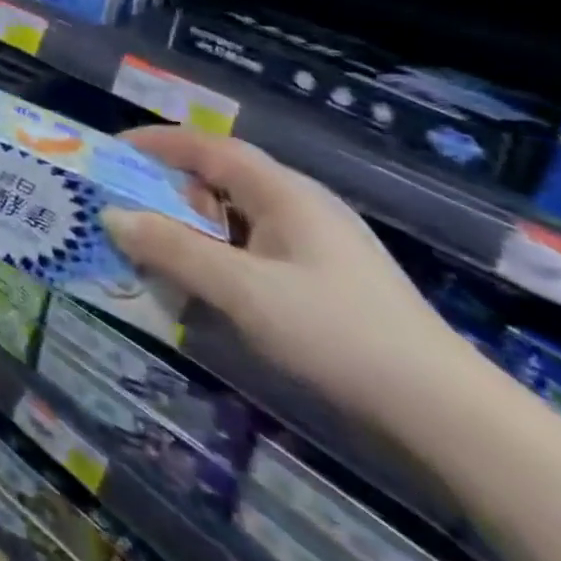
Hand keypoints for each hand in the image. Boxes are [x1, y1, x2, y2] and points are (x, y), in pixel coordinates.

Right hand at [103, 126, 462, 421]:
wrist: (450, 417)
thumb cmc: (337, 333)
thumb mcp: (242, 290)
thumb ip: (172, 249)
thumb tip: (110, 216)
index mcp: (283, 192)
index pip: (208, 146)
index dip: (156, 143)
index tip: (110, 152)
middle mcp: (299, 206)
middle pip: (218, 179)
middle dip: (165, 189)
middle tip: (123, 209)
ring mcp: (315, 245)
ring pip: (234, 218)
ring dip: (188, 228)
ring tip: (152, 252)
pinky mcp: (323, 280)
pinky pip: (251, 250)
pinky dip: (215, 255)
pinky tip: (201, 288)